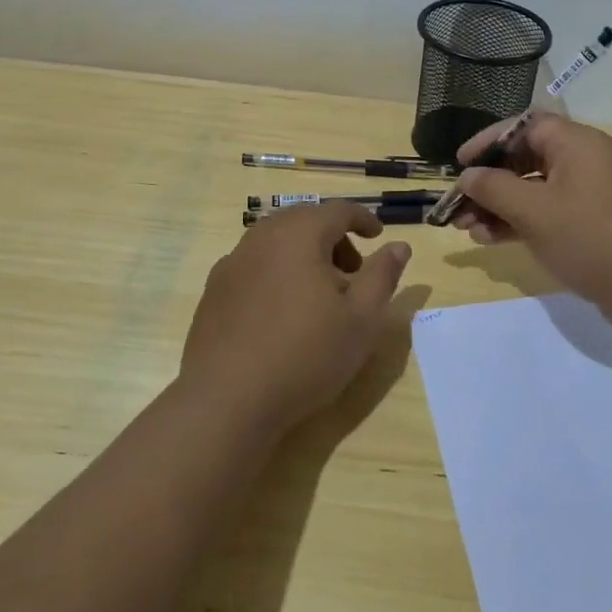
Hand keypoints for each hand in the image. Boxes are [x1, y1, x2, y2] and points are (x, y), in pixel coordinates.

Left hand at [181, 203, 411, 436]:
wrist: (227, 400)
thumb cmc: (305, 355)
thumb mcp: (361, 319)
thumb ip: (382, 276)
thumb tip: (399, 246)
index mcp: (299, 235)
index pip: (337, 210)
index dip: (362, 219)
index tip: (378, 235)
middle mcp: (261, 238)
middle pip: (304, 222)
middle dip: (333, 238)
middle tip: (353, 272)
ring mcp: (232, 264)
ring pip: (276, 243)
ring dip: (303, 256)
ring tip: (319, 297)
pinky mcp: (213, 292)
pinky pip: (254, 267)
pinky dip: (277, 274)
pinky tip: (282, 313)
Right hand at [453, 114, 611, 328]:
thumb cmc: (592, 238)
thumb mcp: (534, 211)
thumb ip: (494, 189)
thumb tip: (467, 176)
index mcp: (576, 143)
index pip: (523, 125)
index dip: (488, 141)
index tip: (460, 164)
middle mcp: (585, 160)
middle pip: (526, 158)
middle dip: (489, 182)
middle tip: (459, 205)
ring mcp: (591, 193)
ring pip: (535, 189)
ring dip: (500, 206)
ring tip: (469, 229)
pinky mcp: (594, 222)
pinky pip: (549, 211)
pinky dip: (522, 222)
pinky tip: (493, 240)